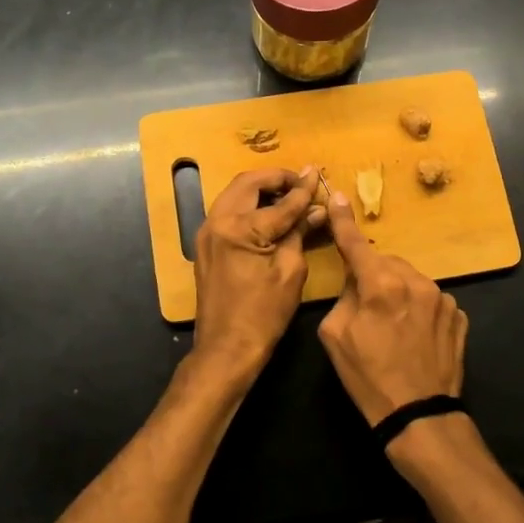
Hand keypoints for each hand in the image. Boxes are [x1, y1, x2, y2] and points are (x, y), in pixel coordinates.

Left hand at [192, 165, 326, 378]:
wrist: (226, 348)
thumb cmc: (263, 314)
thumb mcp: (290, 271)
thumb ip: (300, 232)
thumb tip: (316, 209)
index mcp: (239, 228)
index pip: (279, 201)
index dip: (302, 189)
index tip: (317, 174)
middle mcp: (217, 222)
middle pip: (248, 183)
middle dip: (276, 179)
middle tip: (301, 183)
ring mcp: (207, 233)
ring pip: (234, 194)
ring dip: (261, 189)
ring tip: (288, 195)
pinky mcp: (206, 245)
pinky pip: (228, 212)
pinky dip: (249, 205)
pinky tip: (270, 214)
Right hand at [317, 191, 467, 426]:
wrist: (419, 415)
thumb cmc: (368, 378)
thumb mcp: (335, 336)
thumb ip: (345, 297)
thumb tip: (358, 282)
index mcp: (381, 284)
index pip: (356, 244)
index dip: (344, 221)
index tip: (339, 196)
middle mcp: (416, 282)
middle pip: (387, 263)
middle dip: (374, 275)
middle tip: (366, 307)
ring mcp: (443, 298)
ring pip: (411, 280)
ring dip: (399, 292)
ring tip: (394, 327)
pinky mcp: (459, 316)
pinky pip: (431, 300)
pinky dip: (420, 309)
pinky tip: (415, 337)